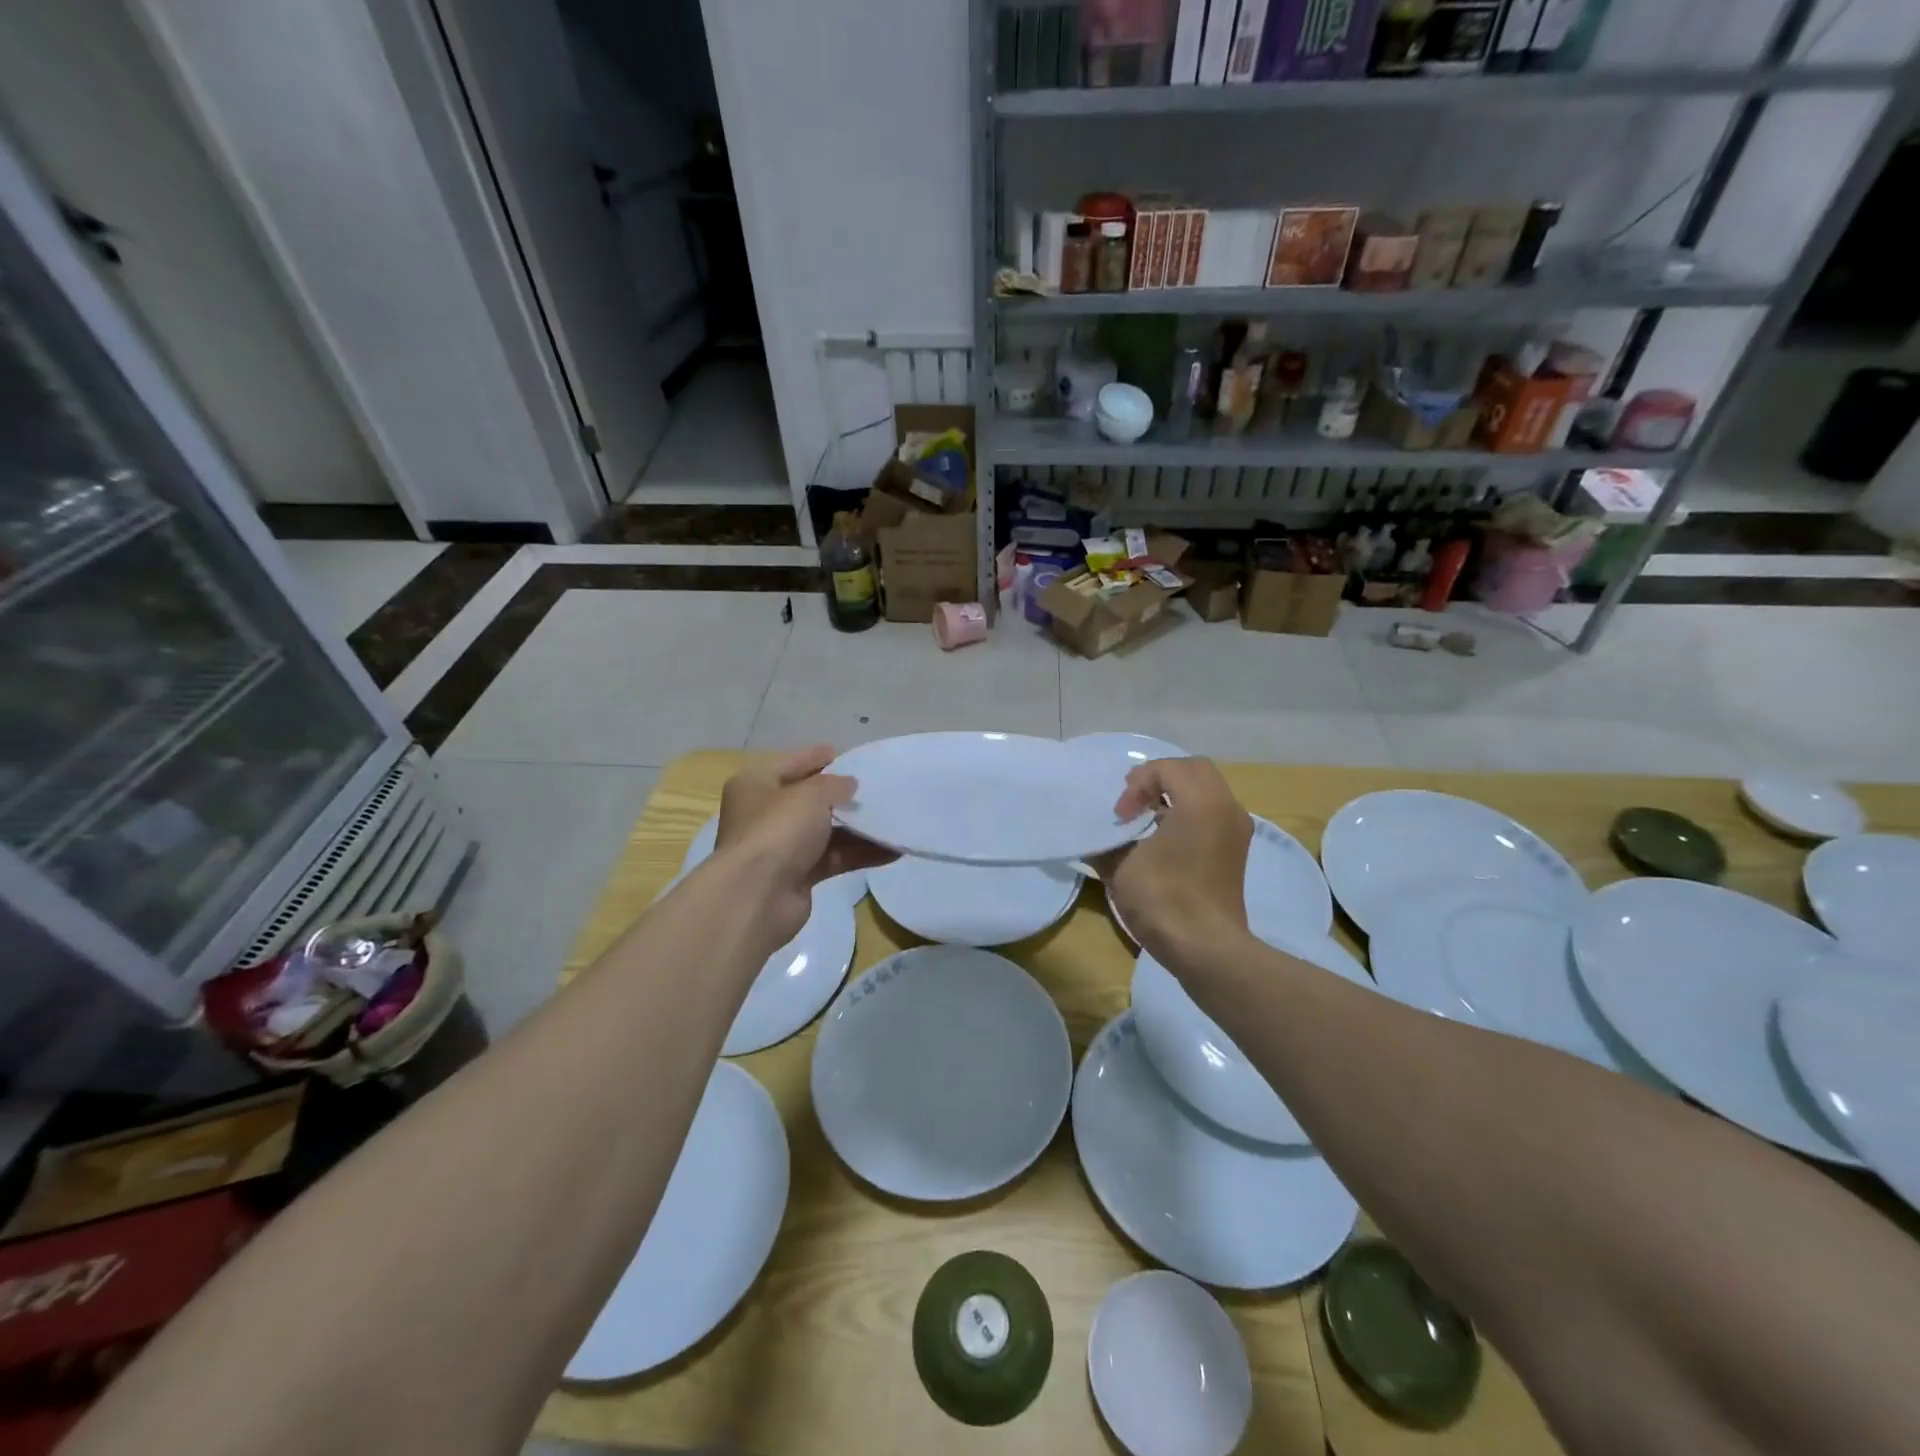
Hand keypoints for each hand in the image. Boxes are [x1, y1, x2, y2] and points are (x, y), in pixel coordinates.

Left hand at [711, 746, 895, 948]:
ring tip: (890, 819)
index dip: (815, 757)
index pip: (789, 763)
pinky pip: (833, 858)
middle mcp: (764, 814)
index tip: (843, 753)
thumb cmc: (778, 829)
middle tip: (873, 787)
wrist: (758, 896)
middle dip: (840, 796)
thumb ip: (835, 785)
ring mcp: (781, 847)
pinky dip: (859, 854)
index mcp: (755, 785)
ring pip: (824, 831)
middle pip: (808, 799)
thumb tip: (850, 785)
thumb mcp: (811, 794)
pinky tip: (891, 850)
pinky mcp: (797, 876)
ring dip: (856, 828)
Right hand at [1091, 757, 1251, 967]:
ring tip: (1146, 819)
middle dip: (1159, 779)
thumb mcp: (1120, 866)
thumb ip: (1106, 840)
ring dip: (1175, 795)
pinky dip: (1189, 812)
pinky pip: (1213, 811)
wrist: (1205, 949)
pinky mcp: (1236, 850)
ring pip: (1206, 789)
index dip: (1136, 785)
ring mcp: (1236, 830)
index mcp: (1201, 802)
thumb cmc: (1163, 900)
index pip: (1166, 768)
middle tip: (1133, 803)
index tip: (1121, 817)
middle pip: (1193, 769)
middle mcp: (1226, 808)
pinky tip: (1164, 838)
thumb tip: (1098, 836)